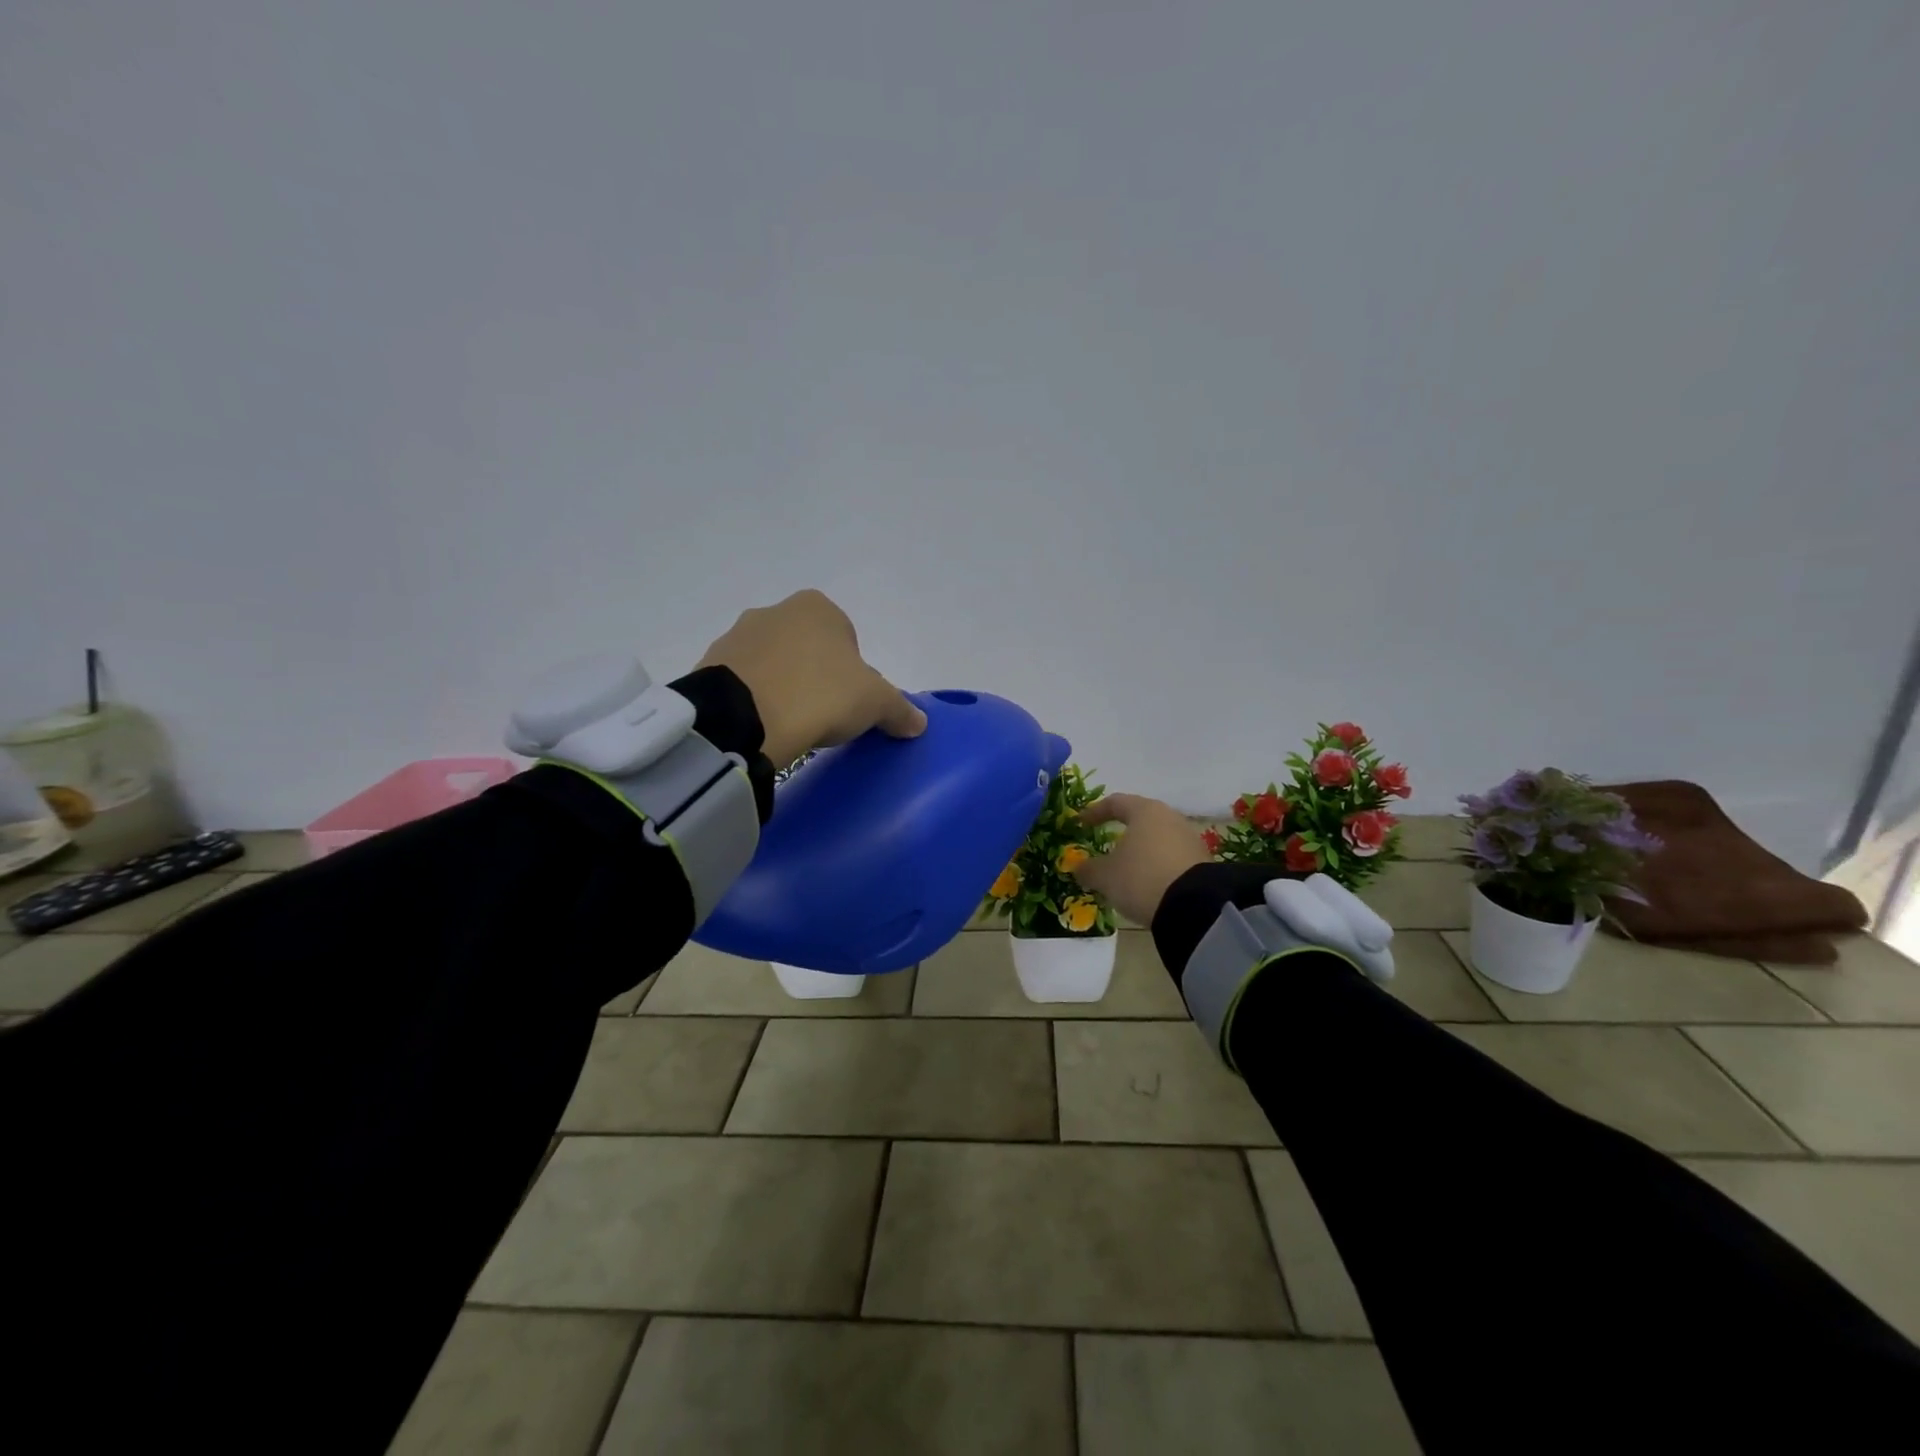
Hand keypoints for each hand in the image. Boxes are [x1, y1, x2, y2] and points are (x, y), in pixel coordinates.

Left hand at [695, 589, 927, 768]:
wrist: (743, 718)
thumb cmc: (819, 695)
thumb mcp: (874, 703)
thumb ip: (899, 709)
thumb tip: (918, 722)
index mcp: (818, 607)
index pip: (846, 638)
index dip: (853, 672)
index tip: (849, 703)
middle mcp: (775, 611)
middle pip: (807, 648)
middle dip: (815, 677)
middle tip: (822, 715)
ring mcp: (737, 636)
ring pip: (773, 664)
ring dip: (782, 687)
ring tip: (789, 724)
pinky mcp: (709, 665)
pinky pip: (743, 683)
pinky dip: (754, 699)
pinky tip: (762, 725)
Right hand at [1068, 794, 1211, 928]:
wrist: (1194, 906)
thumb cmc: (1141, 878)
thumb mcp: (1105, 876)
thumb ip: (1088, 869)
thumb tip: (1078, 868)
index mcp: (1144, 811)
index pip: (1115, 802)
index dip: (1095, 812)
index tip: (1081, 823)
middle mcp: (1169, 817)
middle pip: (1140, 818)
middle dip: (1121, 829)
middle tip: (1105, 841)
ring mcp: (1189, 838)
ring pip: (1157, 837)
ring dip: (1140, 849)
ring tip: (1126, 867)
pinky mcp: (1201, 861)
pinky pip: (1171, 856)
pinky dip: (1156, 864)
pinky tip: (1148, 882)